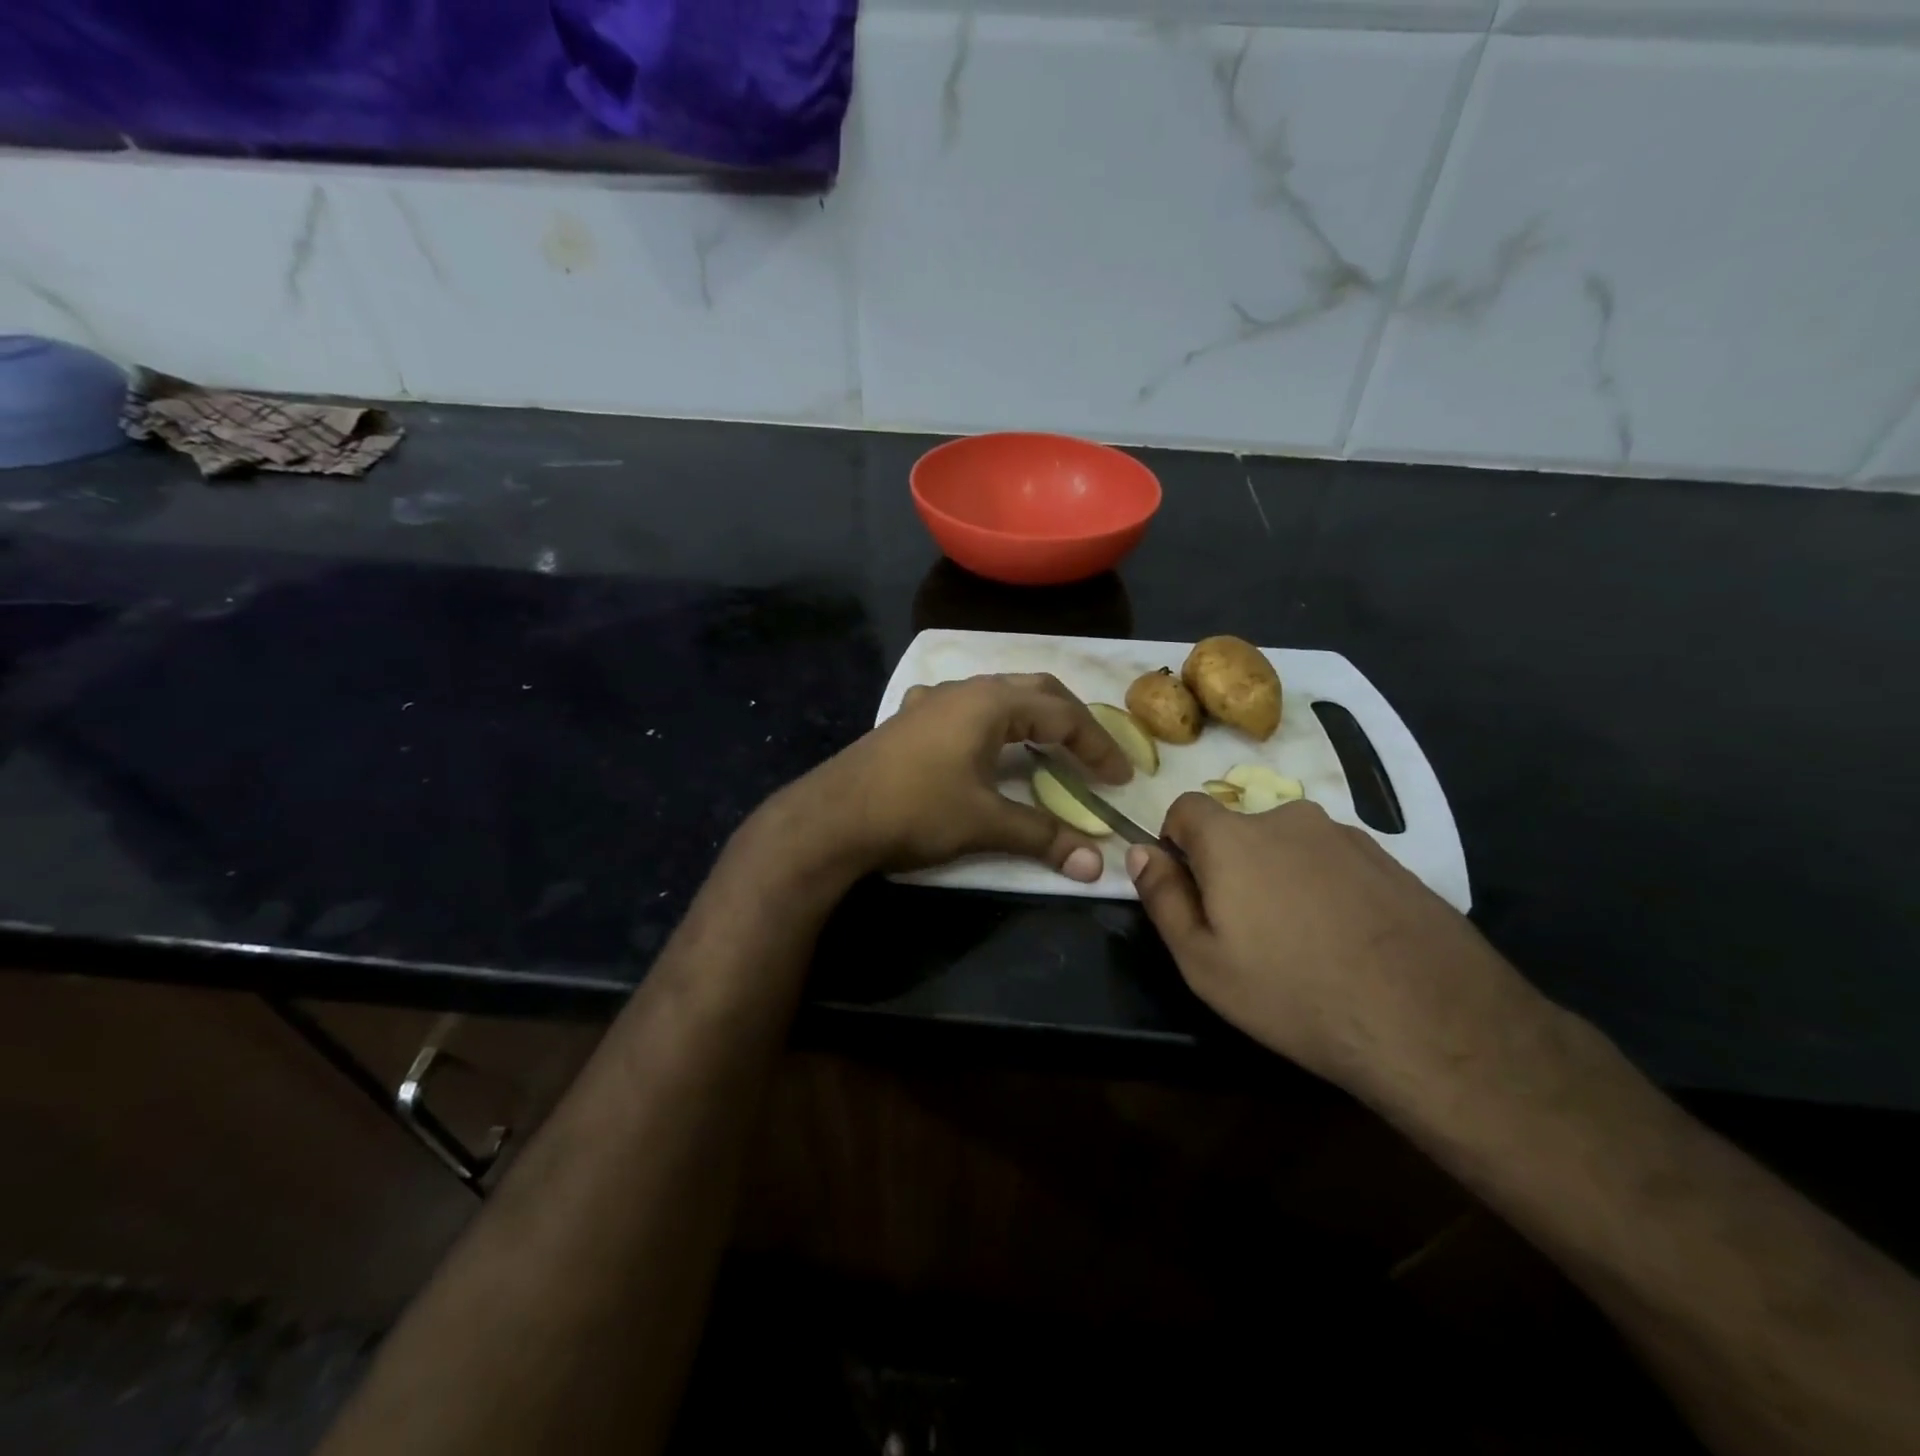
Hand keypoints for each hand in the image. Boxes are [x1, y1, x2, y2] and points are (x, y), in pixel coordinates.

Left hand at [778, 673, 1132, 881]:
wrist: (832, 817)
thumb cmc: (915, 810)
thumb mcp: (985, 823)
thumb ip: (1044, 837)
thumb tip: (1097, 864)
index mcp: (990, 703)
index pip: (1062, 715)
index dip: (1097, 746)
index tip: (1119, 779)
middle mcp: (964, 690)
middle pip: (1034, 691)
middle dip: (1070, 720)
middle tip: (1092, 755)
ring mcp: (932, 700)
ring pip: (997, 694)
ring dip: (1030, 717)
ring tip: (1048, 746)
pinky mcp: (909, 719)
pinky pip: (965, 707)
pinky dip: (992, 721)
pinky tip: (981, 742)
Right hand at [1126, 794, 1531, 1096]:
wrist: (1432, 1022)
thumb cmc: (1293, 993)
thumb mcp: (1202, 962)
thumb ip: (1162, 898)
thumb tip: (1141, 851)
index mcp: (1233, 838)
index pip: (1186, 807)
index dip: (1175, 841)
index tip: (1188, 888)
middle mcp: (1288, 819)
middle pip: (1240, 829)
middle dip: (1231, 866)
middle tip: (1247, 931)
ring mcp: (1347, 836)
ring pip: (1290, 846)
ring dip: (1282, 877)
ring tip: (1304, 942)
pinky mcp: (1392, 861)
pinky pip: (1335, 863)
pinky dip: (1327, 888)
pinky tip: (1348, 942)